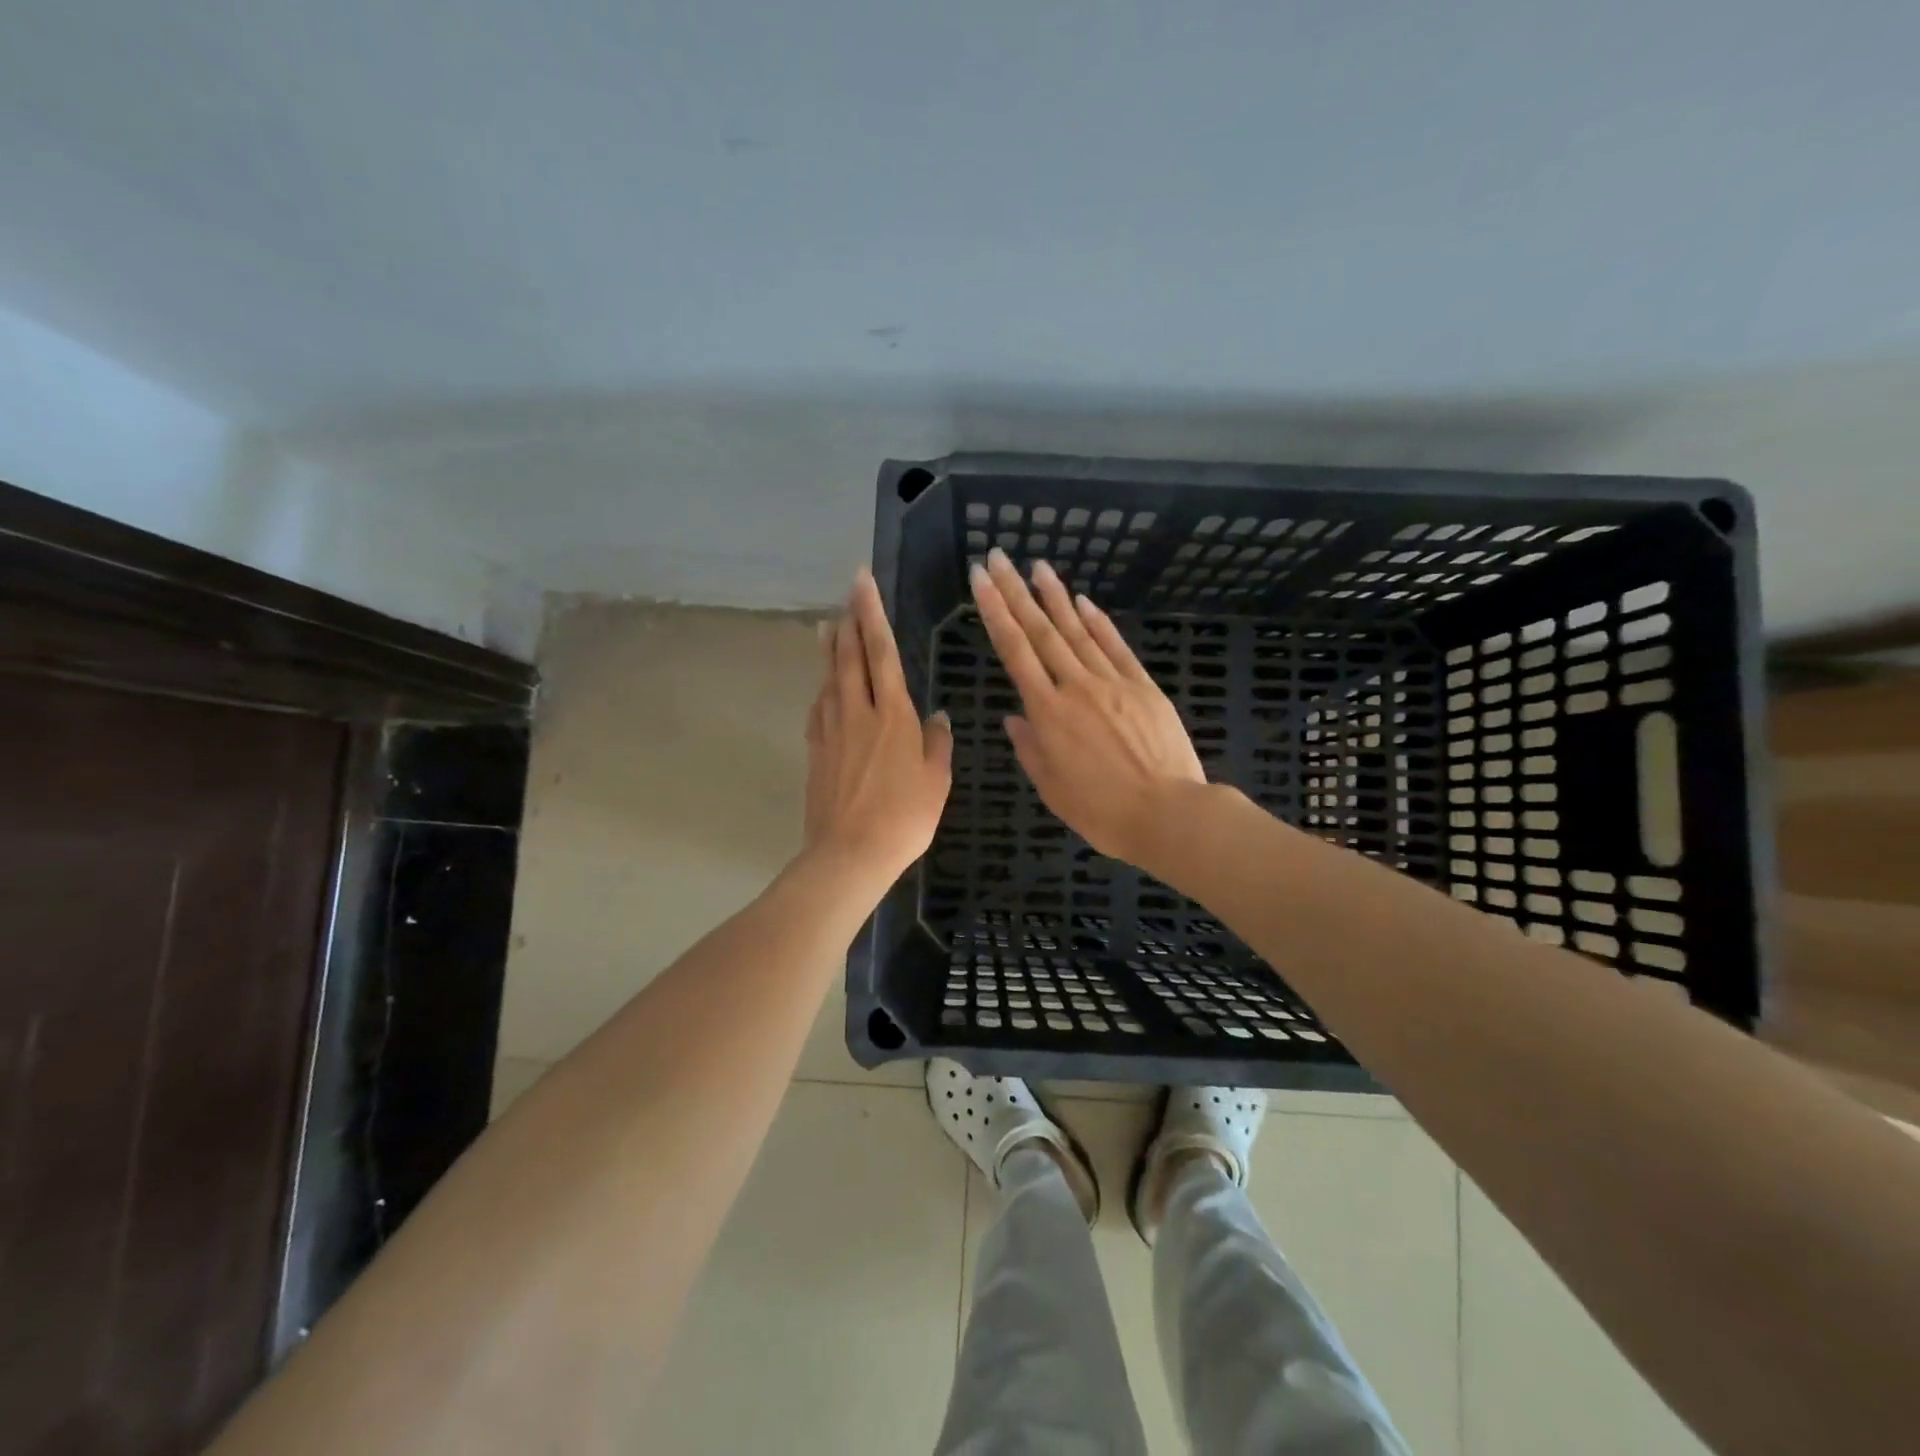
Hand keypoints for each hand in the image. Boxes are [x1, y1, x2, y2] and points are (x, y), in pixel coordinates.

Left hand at [804, 568, 952, 887]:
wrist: (850, 853)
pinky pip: (818, 708)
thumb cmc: (904, 817)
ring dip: (829, 648)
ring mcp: (831, 730)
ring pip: (829, 678)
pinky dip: (821, 688)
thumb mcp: (936, 780)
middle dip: (849, 619)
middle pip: (849, 656)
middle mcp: (857, 712)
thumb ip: (937, 743)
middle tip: (847, 591)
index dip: (872, 615)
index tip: (863, 584)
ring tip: (827, 625)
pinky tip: (823, 686)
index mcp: (892, 714)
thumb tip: (937, 715)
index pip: (881, 652)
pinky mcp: (816, 751)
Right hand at [970, 547, 1204, 867]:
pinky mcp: (1143, 686)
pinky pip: (1115, 646)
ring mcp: (1112, 682)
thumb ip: (1029, 748)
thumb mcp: (1052, 787)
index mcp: (1047, 713)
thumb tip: (1013, 717)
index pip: (1014, 650)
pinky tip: (1083, 601)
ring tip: (1037, 566)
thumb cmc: (1102, 811)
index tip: (981, 579)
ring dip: (1055, 596)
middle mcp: (1075, 686)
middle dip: (1016, 591)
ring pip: (1077, 631)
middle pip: (1041, 630)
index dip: (995, 611)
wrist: (1168, 813)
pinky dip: (1097, 622)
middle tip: (998, 557)